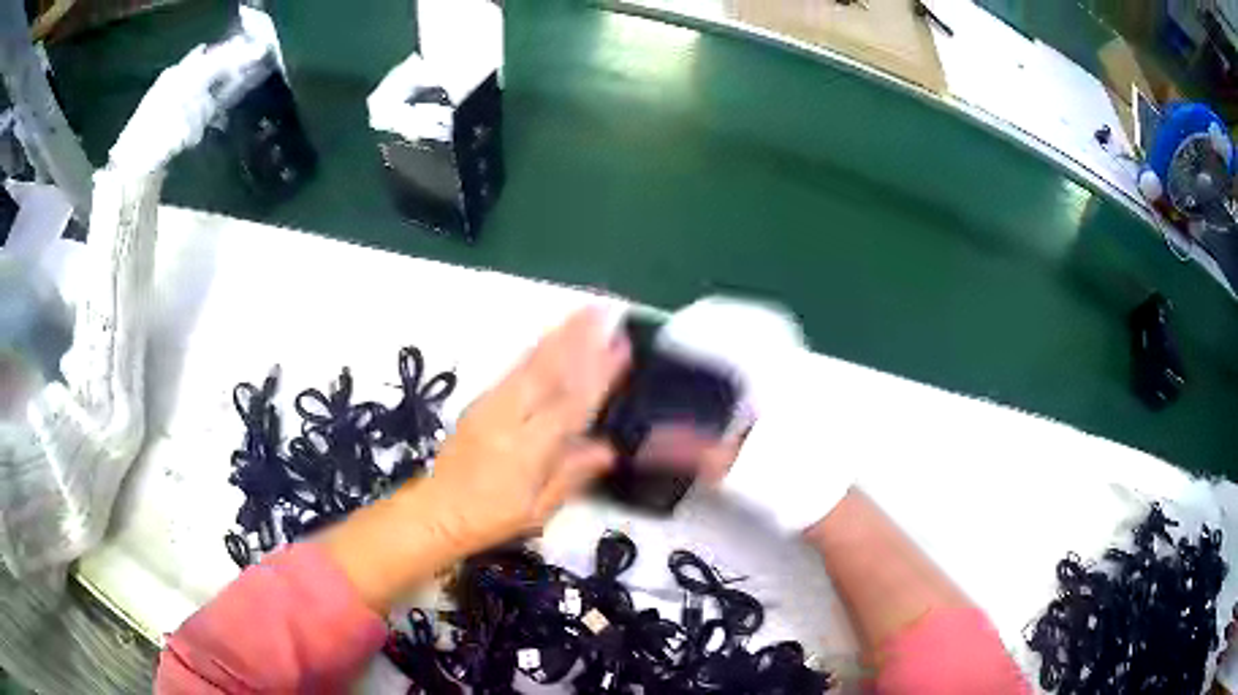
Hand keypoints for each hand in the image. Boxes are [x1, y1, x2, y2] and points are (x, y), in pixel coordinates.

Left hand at [425, 308, 630, 549]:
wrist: (437, 510)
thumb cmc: (492, 519)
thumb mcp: (538, 510)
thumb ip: (571, 475)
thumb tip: (609, 448)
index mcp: (526, 451)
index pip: (570, 407)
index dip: (597, 376)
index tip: (620, 349)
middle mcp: (507, 420)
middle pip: (546, 373)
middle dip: (576, 340)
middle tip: (602, 313)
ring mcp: (489, 407)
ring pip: (528, 365)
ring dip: (557, 338)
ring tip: (581, 314)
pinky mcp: (478, 402)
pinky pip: (512, 370)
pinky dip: (535, 351)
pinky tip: (550, 339)